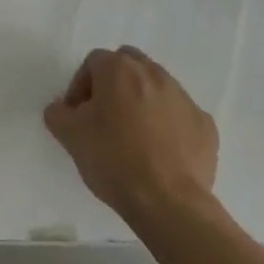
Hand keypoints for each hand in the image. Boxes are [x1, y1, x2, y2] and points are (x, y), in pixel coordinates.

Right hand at [44, 46, 218, 234]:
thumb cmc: (112, 159)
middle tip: (105, 115)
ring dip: (142, 102)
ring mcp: (184, 99)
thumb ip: (57, 112)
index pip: (93, 62)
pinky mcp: (206, 125)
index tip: (77, 114)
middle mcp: (154, 74)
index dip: (80, 85)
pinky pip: (180, 115)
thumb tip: (62, 109)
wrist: (168, 202)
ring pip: (157, 87)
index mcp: (119, 70)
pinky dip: (168, 125)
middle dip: (114, 83)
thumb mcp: (69, 135)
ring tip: (133, 136)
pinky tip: (159, 151)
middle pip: (129, 65)